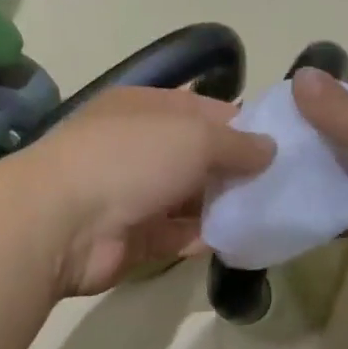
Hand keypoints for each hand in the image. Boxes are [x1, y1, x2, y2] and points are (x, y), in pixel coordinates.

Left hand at [14, 86, 274, 295]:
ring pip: (190, 198)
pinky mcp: (134, 237)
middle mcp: (139, 147)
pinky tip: (241, 240)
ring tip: (272, 213)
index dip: (242, 125)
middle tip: (285, 184)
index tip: (282, 144)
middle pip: (198, 156)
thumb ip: (237, 143)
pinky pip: (179, 234)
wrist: (63, 223)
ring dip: (225, 205)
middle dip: (238, 169)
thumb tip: (269, 149)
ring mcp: (134, 194)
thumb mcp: (194, 136)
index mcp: (146, 108)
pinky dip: (206, 237)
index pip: (203, 110)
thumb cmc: (130, 159)